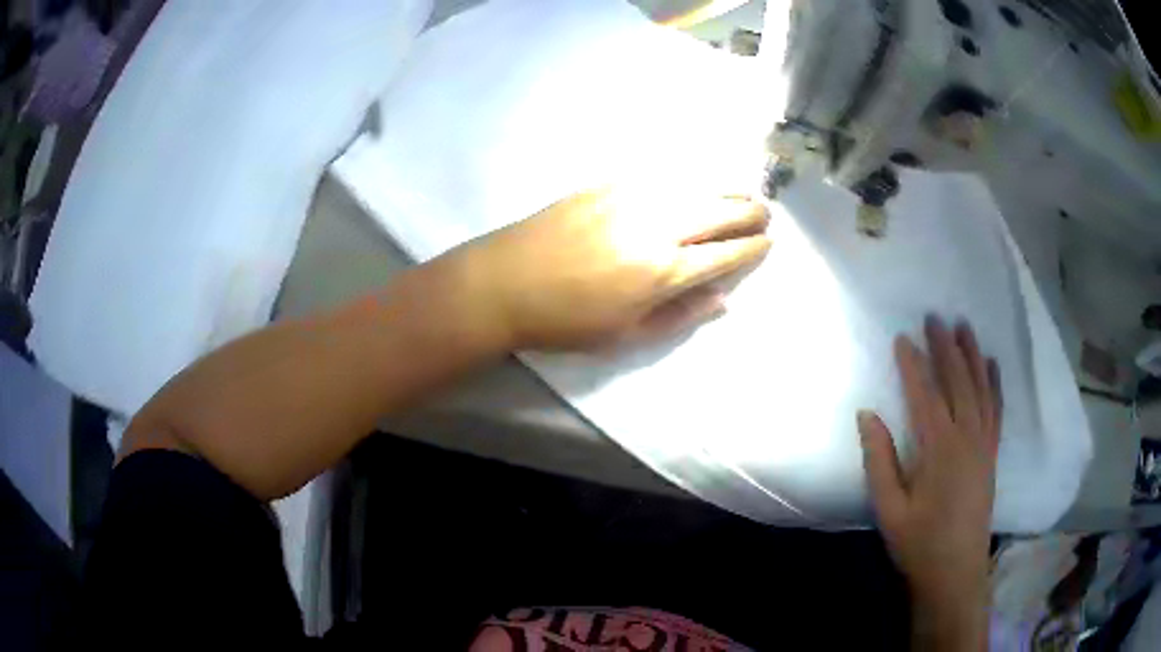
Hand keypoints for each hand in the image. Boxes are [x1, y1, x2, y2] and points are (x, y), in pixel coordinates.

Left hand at [449, 188, 770, 349]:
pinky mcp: (609, 182)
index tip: (769, 243)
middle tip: (765, 215)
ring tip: (744, 194)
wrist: (504, 282)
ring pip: (696, 185)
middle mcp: (658, 226)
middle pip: (720, 211)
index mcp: (664, 272)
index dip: (753, 248)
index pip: (726, 254)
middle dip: (751, 212)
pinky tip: (698, 182)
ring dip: (728, 189)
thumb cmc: (565, 321)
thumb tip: (723, 299)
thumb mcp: (627, 336)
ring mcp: (633, 197)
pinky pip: (664, 175)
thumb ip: (681, 316)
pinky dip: (690, 179)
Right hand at [857, 317, 1001, 649]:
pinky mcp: (992, 453)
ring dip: (973, 355)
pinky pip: (997, 409)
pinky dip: (995, 383)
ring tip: (964, 327)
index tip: (902, 338)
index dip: (912, 365)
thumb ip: (879, 460)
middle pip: (958, 382)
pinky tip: (992, 365)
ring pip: (981, 389)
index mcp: (939, 449)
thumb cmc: (918, 542)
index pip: (924, 395)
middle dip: (945, 348)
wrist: (955, 571)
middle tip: (935, 317)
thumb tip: (867, 414)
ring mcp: (984, 444)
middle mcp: (967, 438)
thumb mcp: (889, 508)